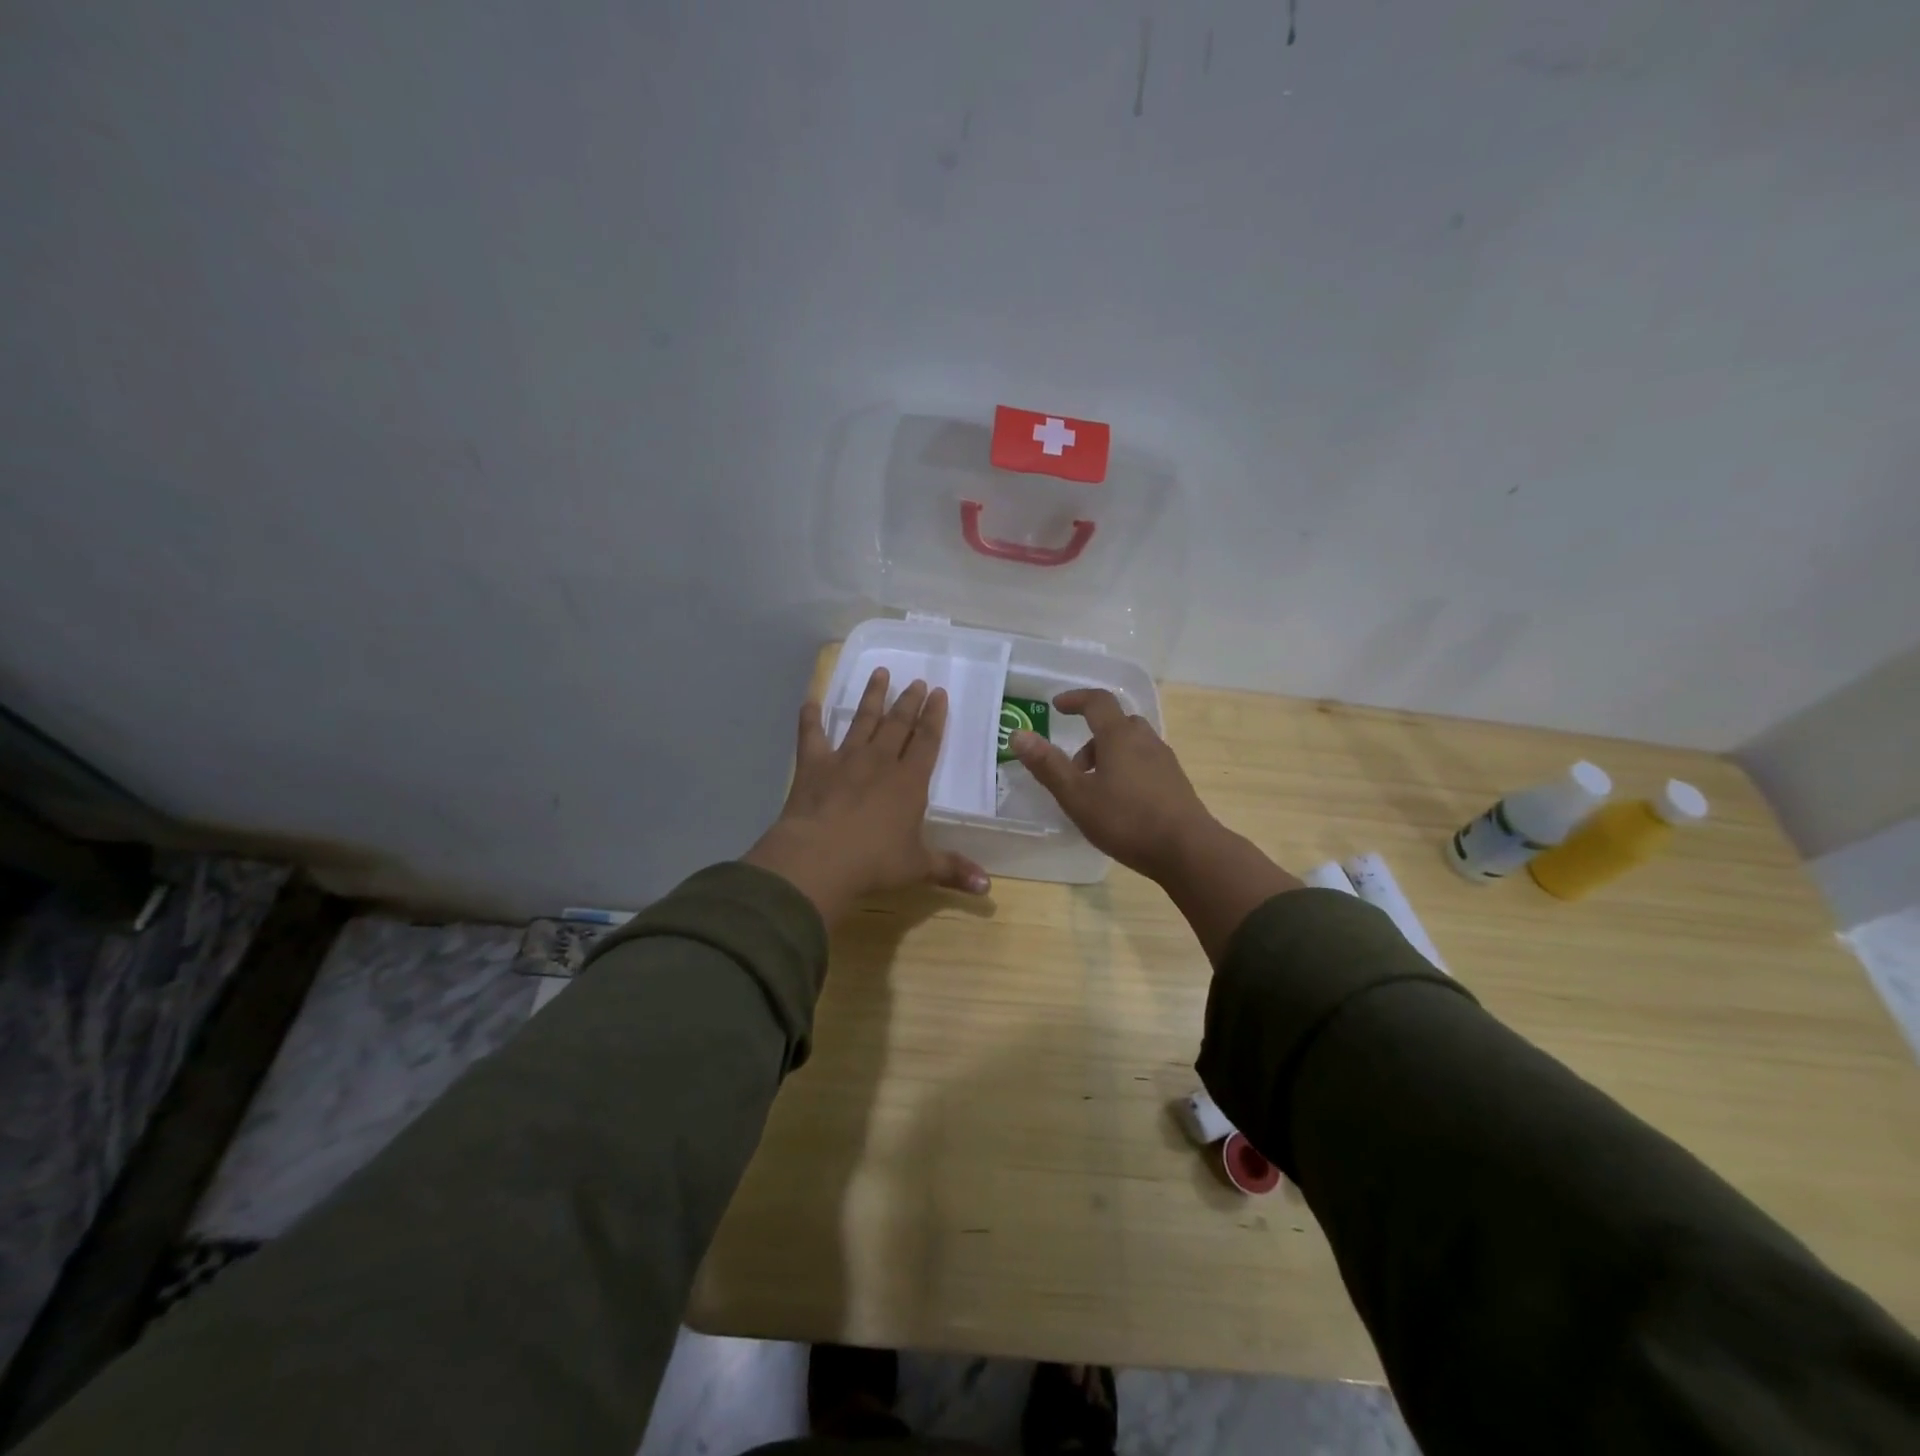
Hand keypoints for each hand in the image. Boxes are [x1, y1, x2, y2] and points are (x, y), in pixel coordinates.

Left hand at [742, 667, 990, 923]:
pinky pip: (811, 734)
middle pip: (897, 724)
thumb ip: (952, 870)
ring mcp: (844, 759)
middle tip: (916, 681)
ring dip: (871, 696)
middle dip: (908, 701)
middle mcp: (880, 762)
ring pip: (861, 720)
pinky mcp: (812, 765)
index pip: (927, 741)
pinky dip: (810, 715)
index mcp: (909, 782)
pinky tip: (810, 698)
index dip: (934, 717)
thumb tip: (987, 887)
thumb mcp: (918, 867)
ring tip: (879, 672)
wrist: (819, 858)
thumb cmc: (874, 862)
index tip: (939, 693)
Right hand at [1012, 688, 1299, 961]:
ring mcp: (1165, 761)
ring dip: (1110, 755)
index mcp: (1119, 736)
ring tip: (1095, 789)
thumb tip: (1019, 735)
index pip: (1097, 702)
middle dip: (1092, 736)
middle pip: (1117, 723)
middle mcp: (1145, 740)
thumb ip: (1048, 765)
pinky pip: (1146, 762)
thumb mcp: (1077, 795)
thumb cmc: (1126, 819)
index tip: (1057, 706)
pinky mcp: (1176, 782)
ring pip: (1133, 744)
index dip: (1075, 699)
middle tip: (1075, 765)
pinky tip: (1121, 803)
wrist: (1187, 850)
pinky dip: (1128, 769)